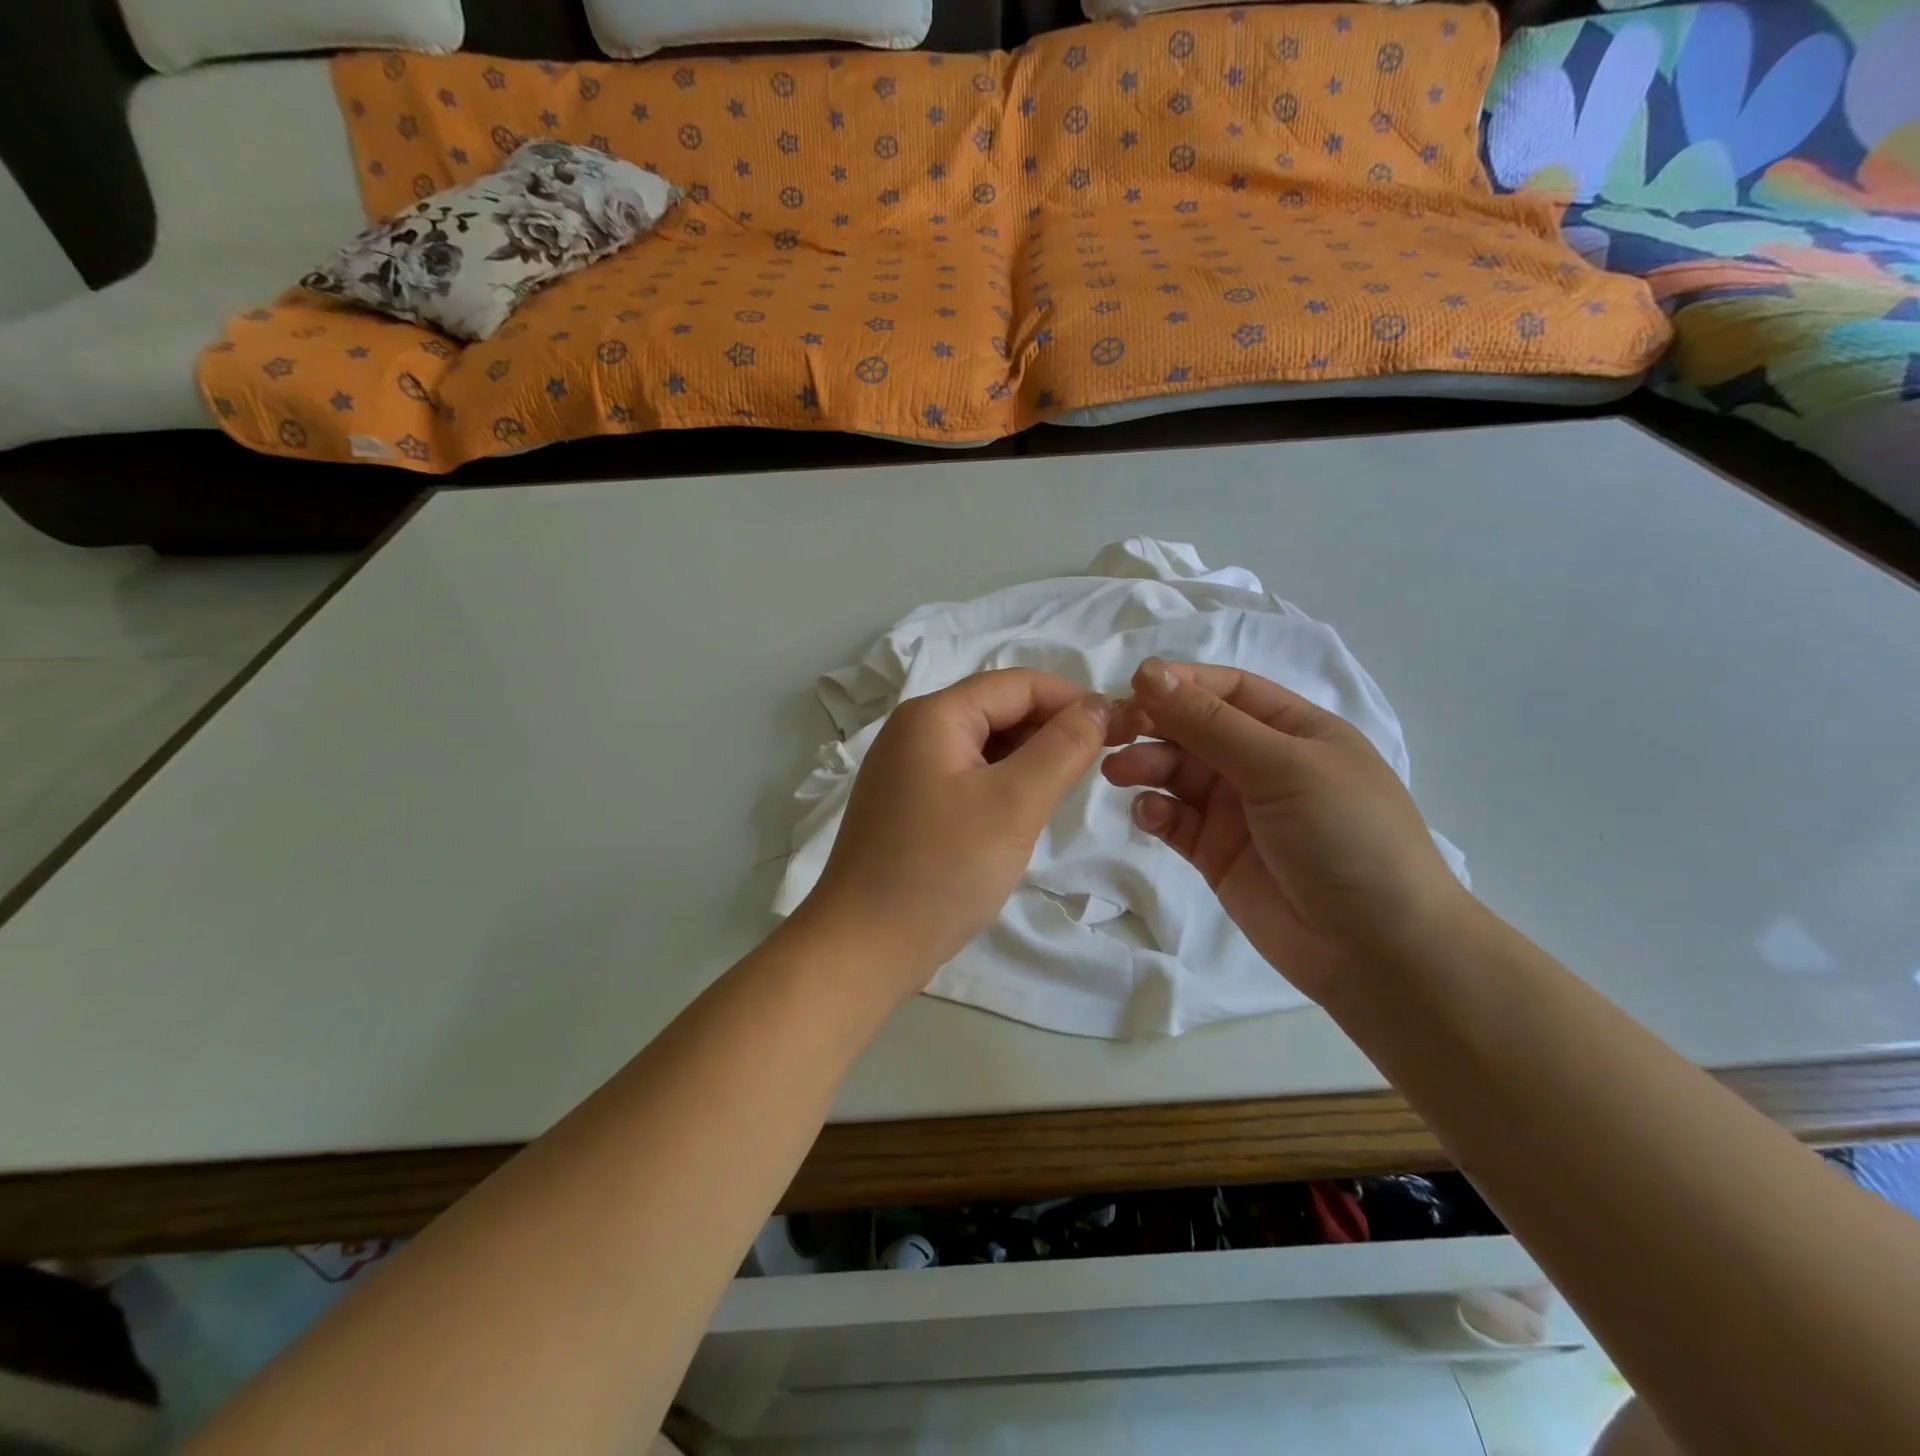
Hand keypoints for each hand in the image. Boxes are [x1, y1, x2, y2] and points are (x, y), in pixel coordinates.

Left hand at [800, 669, 1110, 998]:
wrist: (863, 947)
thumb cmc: (941, 870)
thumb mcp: (1014, 804)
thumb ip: (1062, 748)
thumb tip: (1096, 706)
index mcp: (933, 716)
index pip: (1016, 684)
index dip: (1070, 699)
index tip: (1117, 730)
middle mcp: (913, 731)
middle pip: (996, 710)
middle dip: (1049, 730)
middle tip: (1095, 766)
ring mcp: (905, 769)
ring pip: (983, 745)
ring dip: (1027, 760)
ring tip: (1061, 793)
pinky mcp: (907, 804)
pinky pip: (965, 776)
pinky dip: (1000, 784)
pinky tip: (1020, 814)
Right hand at [1102, 658, 1470, 1002]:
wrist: (1378, 950)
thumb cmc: (1345, 836)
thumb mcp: (1283, 766)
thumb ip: (1210, 723)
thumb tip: (1148, 671)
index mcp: (1294, 730)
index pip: (1228, 690)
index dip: (1180, 684)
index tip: (1132, 687)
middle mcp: (1263, 763)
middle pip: (1194, 729)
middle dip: (1153, 725)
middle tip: (1112, 734)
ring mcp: (1237, 810)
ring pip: (1177, 772)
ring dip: (1146, 765)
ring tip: (1118, 773)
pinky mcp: (1216, 852)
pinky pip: (1174, 819)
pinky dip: (1155, 811)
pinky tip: (1150, 816)